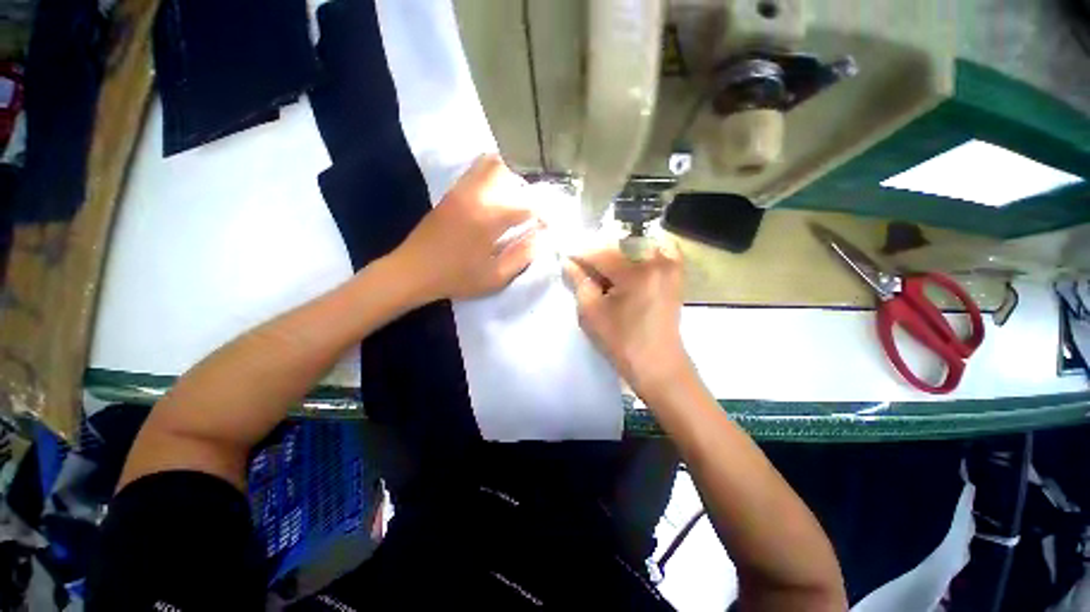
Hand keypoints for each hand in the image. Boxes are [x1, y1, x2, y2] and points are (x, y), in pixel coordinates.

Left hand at [390, 154, 540, 303]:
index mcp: (490, 218)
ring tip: (515, 199)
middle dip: (527, 190)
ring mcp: (461, 191)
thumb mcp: (495, 277)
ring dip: (509, 177)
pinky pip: (475, 171)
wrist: (413, 271)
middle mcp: (477, 196)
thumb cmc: (456, 278)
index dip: (543, 214)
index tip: (548, 226)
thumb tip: (542, 238)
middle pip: (509, 173)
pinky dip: (491, 175)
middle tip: (531, 210)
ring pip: (490, 164)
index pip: (528, 205)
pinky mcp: (451, 193)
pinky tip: (495, 196)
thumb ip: (522, 255)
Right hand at [562, 239, 691, 400]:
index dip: (580, 255)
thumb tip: (568, 263)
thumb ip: (579, 282)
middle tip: (583, 270)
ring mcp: (671, 265)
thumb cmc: (621, 342)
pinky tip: (630, 264)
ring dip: (617, 254)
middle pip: (618, 245)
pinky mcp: (676, 274)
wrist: (657, 364)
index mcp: (636, 272)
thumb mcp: (591, 312)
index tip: (566, 260)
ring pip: (636, 245)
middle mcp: (657, 261)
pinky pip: (659, 249)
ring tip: (605, 271)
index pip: (600, 253)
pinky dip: (642, 251)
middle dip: (597, 255)